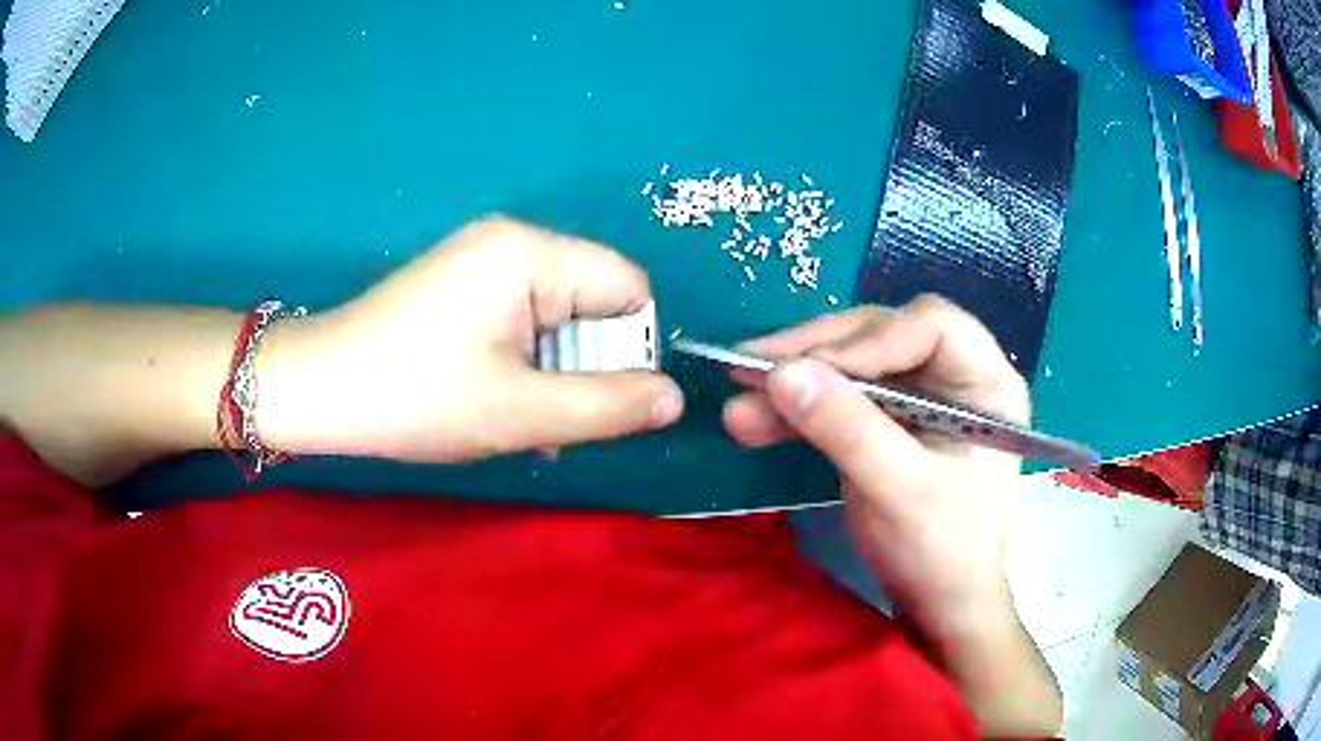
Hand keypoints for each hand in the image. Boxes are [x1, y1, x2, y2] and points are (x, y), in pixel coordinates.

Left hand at [259, 216, 683, 462]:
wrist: (319, 389)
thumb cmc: (417, 398)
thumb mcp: (522, 415)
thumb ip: (609, 407)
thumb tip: (674, 398)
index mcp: (532, 253)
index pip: (628, 288)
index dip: (628, 350)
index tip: (599, 402)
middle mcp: (512, 240)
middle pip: (592, 300)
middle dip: (587, 366)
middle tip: (552, 423)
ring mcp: (480, 258)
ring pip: (557, 315)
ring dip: (554, 371)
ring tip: (521, 422)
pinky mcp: (460, 282)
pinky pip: (520, 316)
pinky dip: (524, 360)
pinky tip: (497, 399)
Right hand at [723, 296, 1026, 638]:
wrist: (938, 602)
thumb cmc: (940, 550)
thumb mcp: (899, 491)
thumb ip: (847, 430)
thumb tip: (779, 373)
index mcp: (985, 381)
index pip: (929, 325)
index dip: (868, 341)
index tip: (807, 371)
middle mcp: (954, 374)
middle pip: (881, 334)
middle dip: (816, 354)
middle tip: (749, 368)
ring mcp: (919, 395)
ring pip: (851, 363)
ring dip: (794, 380)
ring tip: (737, 401)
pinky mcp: (889, 419)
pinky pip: (839, 397)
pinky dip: (798, 407)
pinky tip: (755, 420)